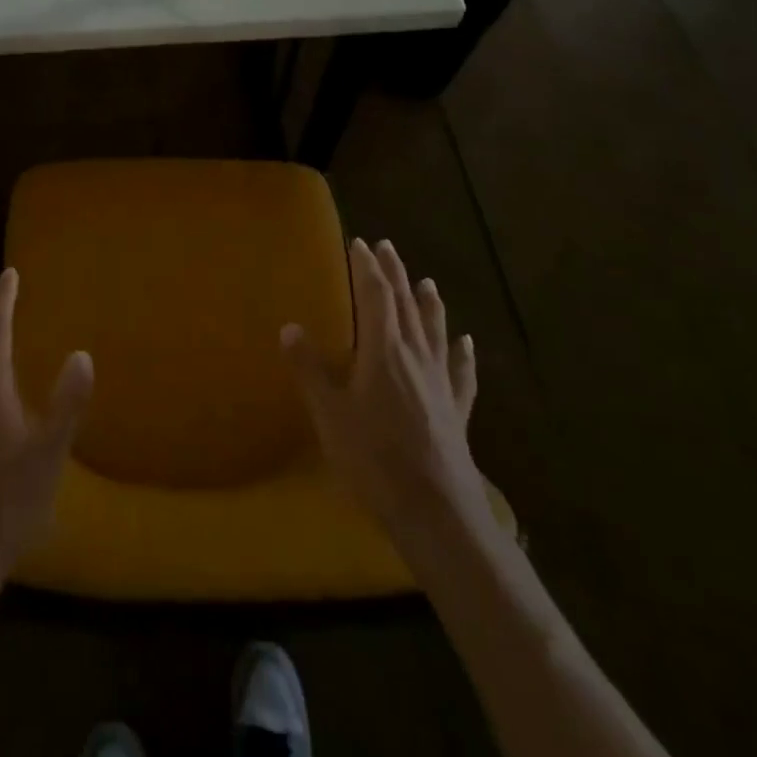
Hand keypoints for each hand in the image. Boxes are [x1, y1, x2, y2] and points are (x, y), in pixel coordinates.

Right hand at [282, 238, 494, 552]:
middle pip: (406, 304)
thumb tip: (289, 326)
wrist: (438, 513)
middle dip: (394, 273)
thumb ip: (310, 370)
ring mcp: (440, 382)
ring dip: (429, 303)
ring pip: (435, 331)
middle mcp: (415, 356)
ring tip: (427, 281)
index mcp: (383, 350)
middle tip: (387, 246)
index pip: (375, 295)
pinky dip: (463, 354)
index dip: (366, 267)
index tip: (359, 243)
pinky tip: (466, 343)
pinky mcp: (456, 410)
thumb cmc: (375, 460)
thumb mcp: (330, 415)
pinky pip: (461, 373)